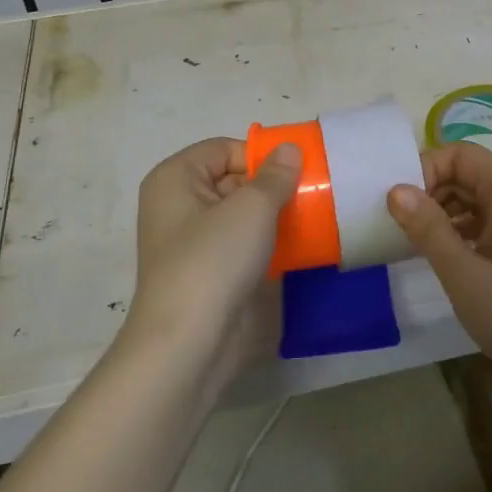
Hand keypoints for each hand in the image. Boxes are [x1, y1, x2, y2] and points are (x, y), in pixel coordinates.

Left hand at [120, 137, 302, 385]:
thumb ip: (275, 176)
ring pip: (242, 215)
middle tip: (315, 193)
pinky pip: (245, 245)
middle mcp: (179, 205)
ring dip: (277, 215)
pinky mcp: (212, 273)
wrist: (190, 343)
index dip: (260, 155)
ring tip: (316, 216)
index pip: (223, 149)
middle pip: (234, 180)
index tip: (298, 170)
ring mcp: (195, 242)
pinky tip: (302, 247)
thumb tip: (289, 149)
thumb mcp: (251, 208)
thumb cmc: (214, 260)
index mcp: (176, 179)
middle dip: (273, 186)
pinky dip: (270, 243)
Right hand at [385, 141, 491, 375]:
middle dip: (429, 190)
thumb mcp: (463, 273)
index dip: (426, 168)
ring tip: (413, 242)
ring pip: (471, 198)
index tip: (399, 203)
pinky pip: (481, 222)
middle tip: (399, 224)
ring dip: (440, 212)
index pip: (460, 153)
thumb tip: (395, 190)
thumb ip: (428, 228)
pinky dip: (456, 231)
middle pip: (465, 172)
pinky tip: (439, 256)